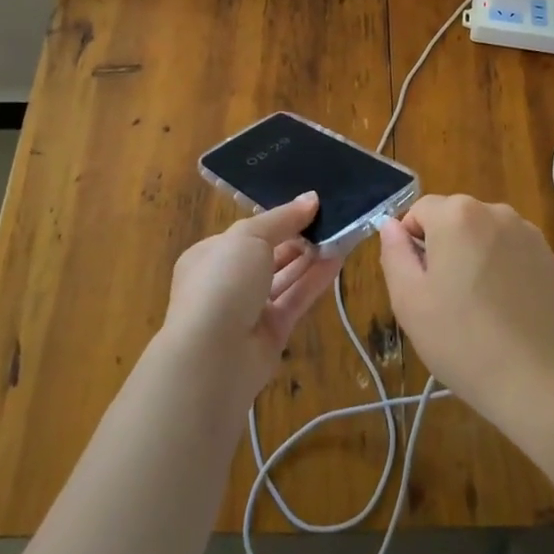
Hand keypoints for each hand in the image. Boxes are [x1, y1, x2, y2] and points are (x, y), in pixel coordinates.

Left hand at [162, 192, 341, 404]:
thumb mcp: (249, 237)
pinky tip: (339, 259)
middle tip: (333, 218)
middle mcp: (228, 282)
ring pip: (286, 277)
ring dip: (311, 257)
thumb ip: (282, 218)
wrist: (212, 355)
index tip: (310, 206)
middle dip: (299, 238)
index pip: (248, 233)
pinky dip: (316, 280)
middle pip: (269, 255)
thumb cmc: (222, 282)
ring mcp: (250, 310)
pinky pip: (296, 299)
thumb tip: (311, 198)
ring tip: (342, 234)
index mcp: (211, 255)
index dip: (279, 220)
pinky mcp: (272, 333)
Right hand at [378, 195, 553, 433]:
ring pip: (483, 233)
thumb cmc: (461, 340)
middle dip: (444, 247)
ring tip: (478, 304)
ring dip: (474, 255)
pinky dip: (502, 267)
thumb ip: (394, 253)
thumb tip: (391, 226)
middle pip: (454, 218)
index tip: (419, 283)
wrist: (536, 380)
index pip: (419, 211)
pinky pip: (510, 250)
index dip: (411, 244)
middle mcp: (494, 211)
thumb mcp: (408, 300)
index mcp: (456, 215)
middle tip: (445, 297)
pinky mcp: (548, 256)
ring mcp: (526, 232)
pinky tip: (505, 306)